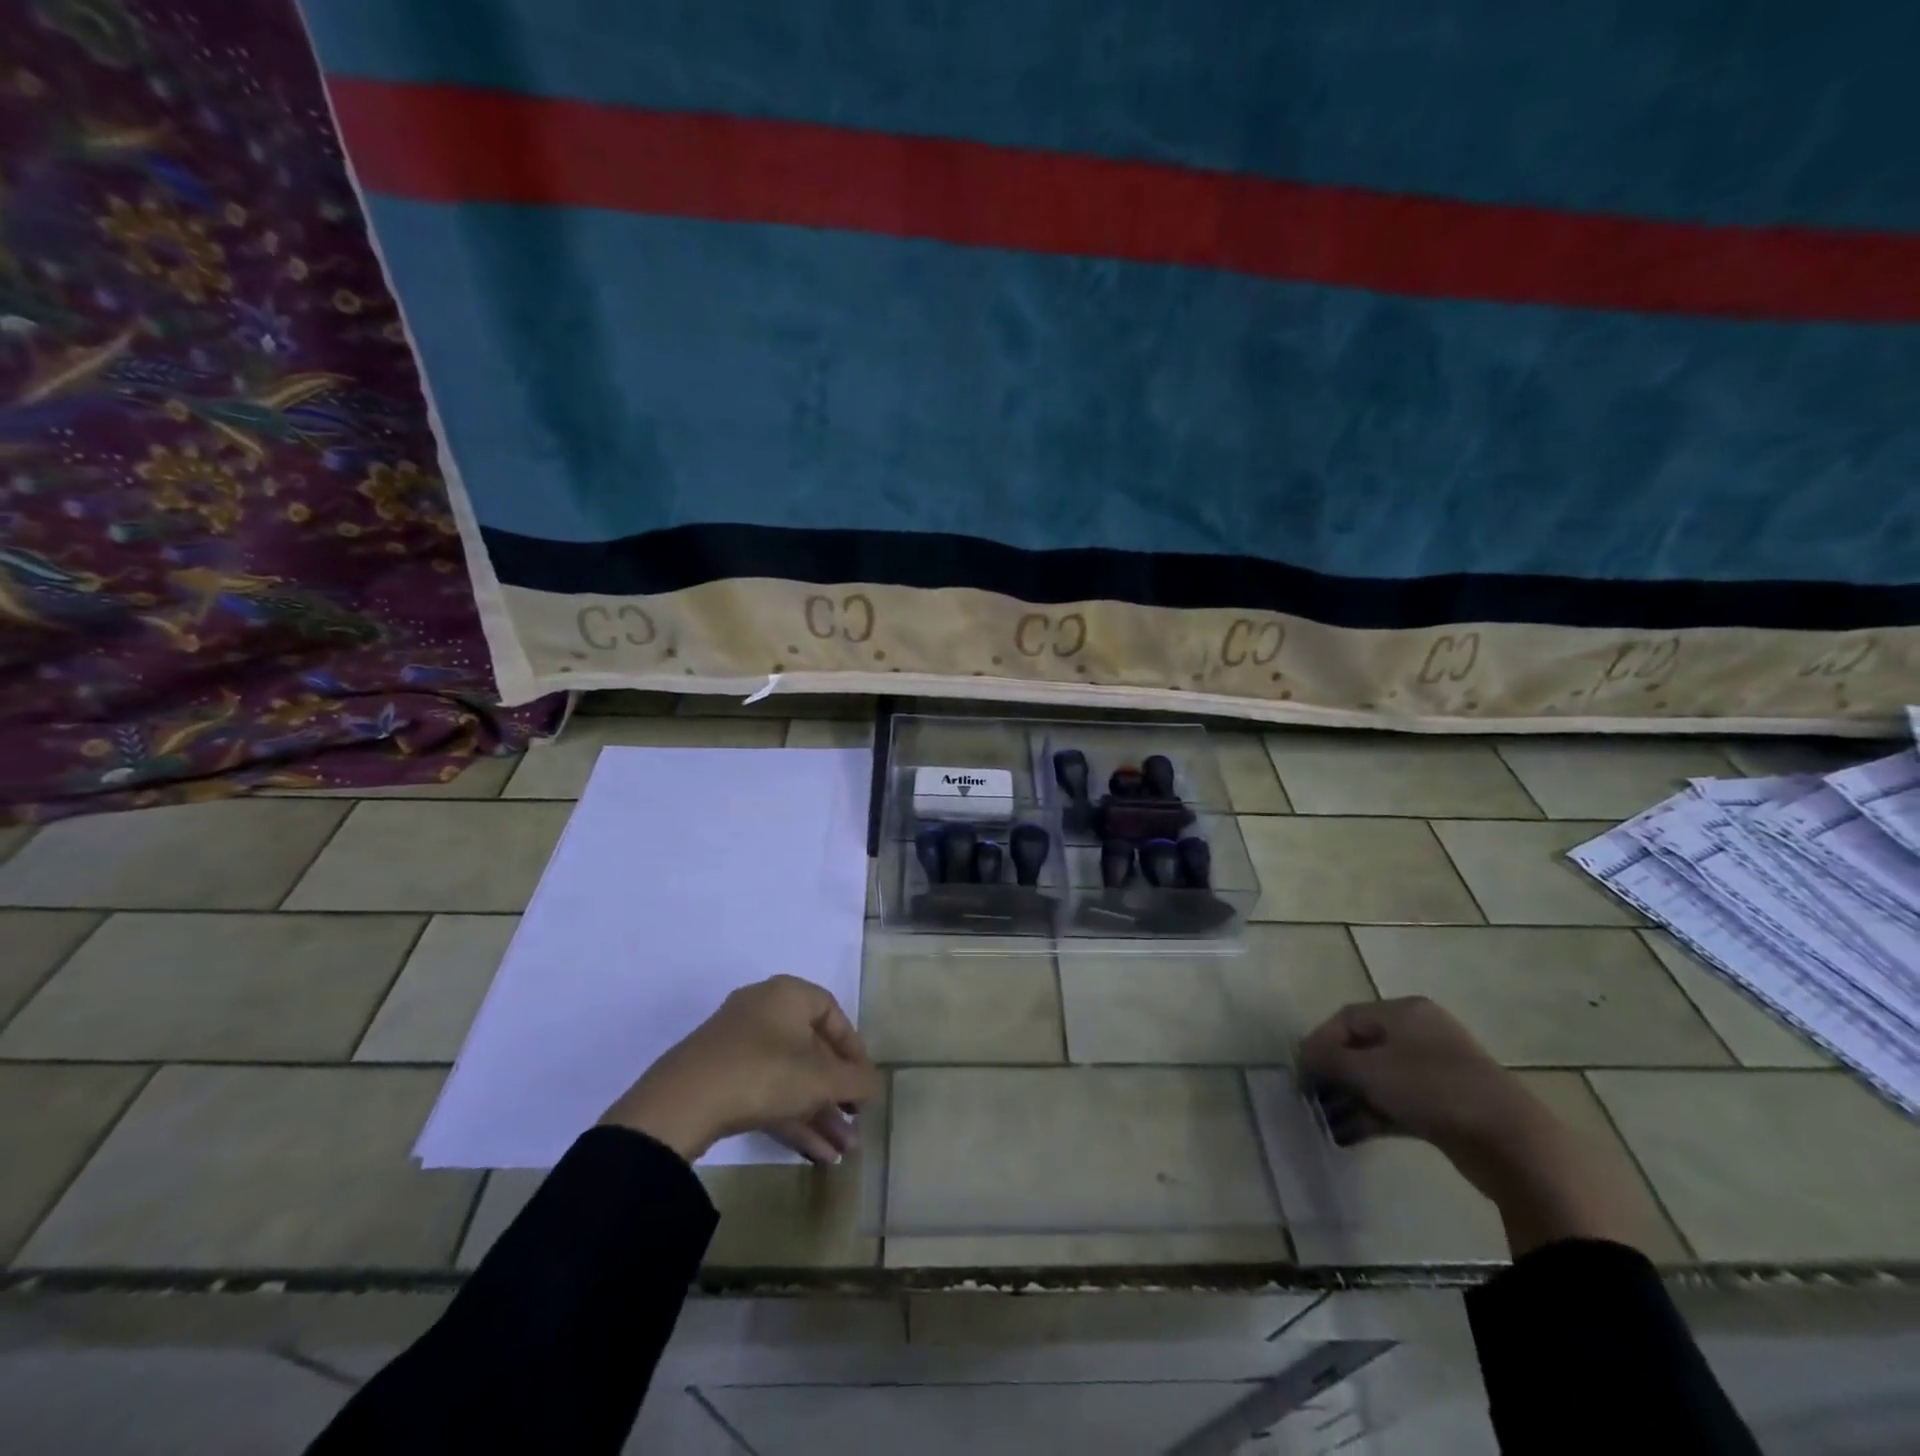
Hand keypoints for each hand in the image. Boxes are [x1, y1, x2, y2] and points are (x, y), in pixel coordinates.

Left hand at [601, 976, 880, 1165]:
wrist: (682, 1103)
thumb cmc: (764, 1072)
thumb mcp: (821, 1079)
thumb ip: (856, 1081)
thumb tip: (876, 1085)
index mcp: (788, 995)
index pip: (833, 1013)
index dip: (854, 1050)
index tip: (864, 1083)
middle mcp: (763, 1010)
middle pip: (811, 1051)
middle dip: (836, 1093)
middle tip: (855, 1124)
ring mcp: (737, 1045)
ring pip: (789, 1077)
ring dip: (818, 1113)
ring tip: (842, 1152)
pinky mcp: (719, 1077)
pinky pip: (766, 1092)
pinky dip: (791, 1118)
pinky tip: (815, 1155)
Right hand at [1298, 997, 1549, 1171]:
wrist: (1513, 1143)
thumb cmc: (1432, 1090)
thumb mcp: (1369, 1070)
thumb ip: (1328, 1060)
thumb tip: (1303, 1057)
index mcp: (1403, 1011)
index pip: (1346, 1019)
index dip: (1318, 1044)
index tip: (1301, 1075)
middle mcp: (1420, 1033)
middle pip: (1362, 1048)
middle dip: (1334, 1075)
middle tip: (1312, 1100)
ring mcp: (1437, 1069)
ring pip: (1380, 1078)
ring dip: (1351, 1099)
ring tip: (1328, 1123)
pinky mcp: (1448, 1104)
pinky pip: (1399, 1101)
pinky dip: (1374, 1114)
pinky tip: (1351, 1135)